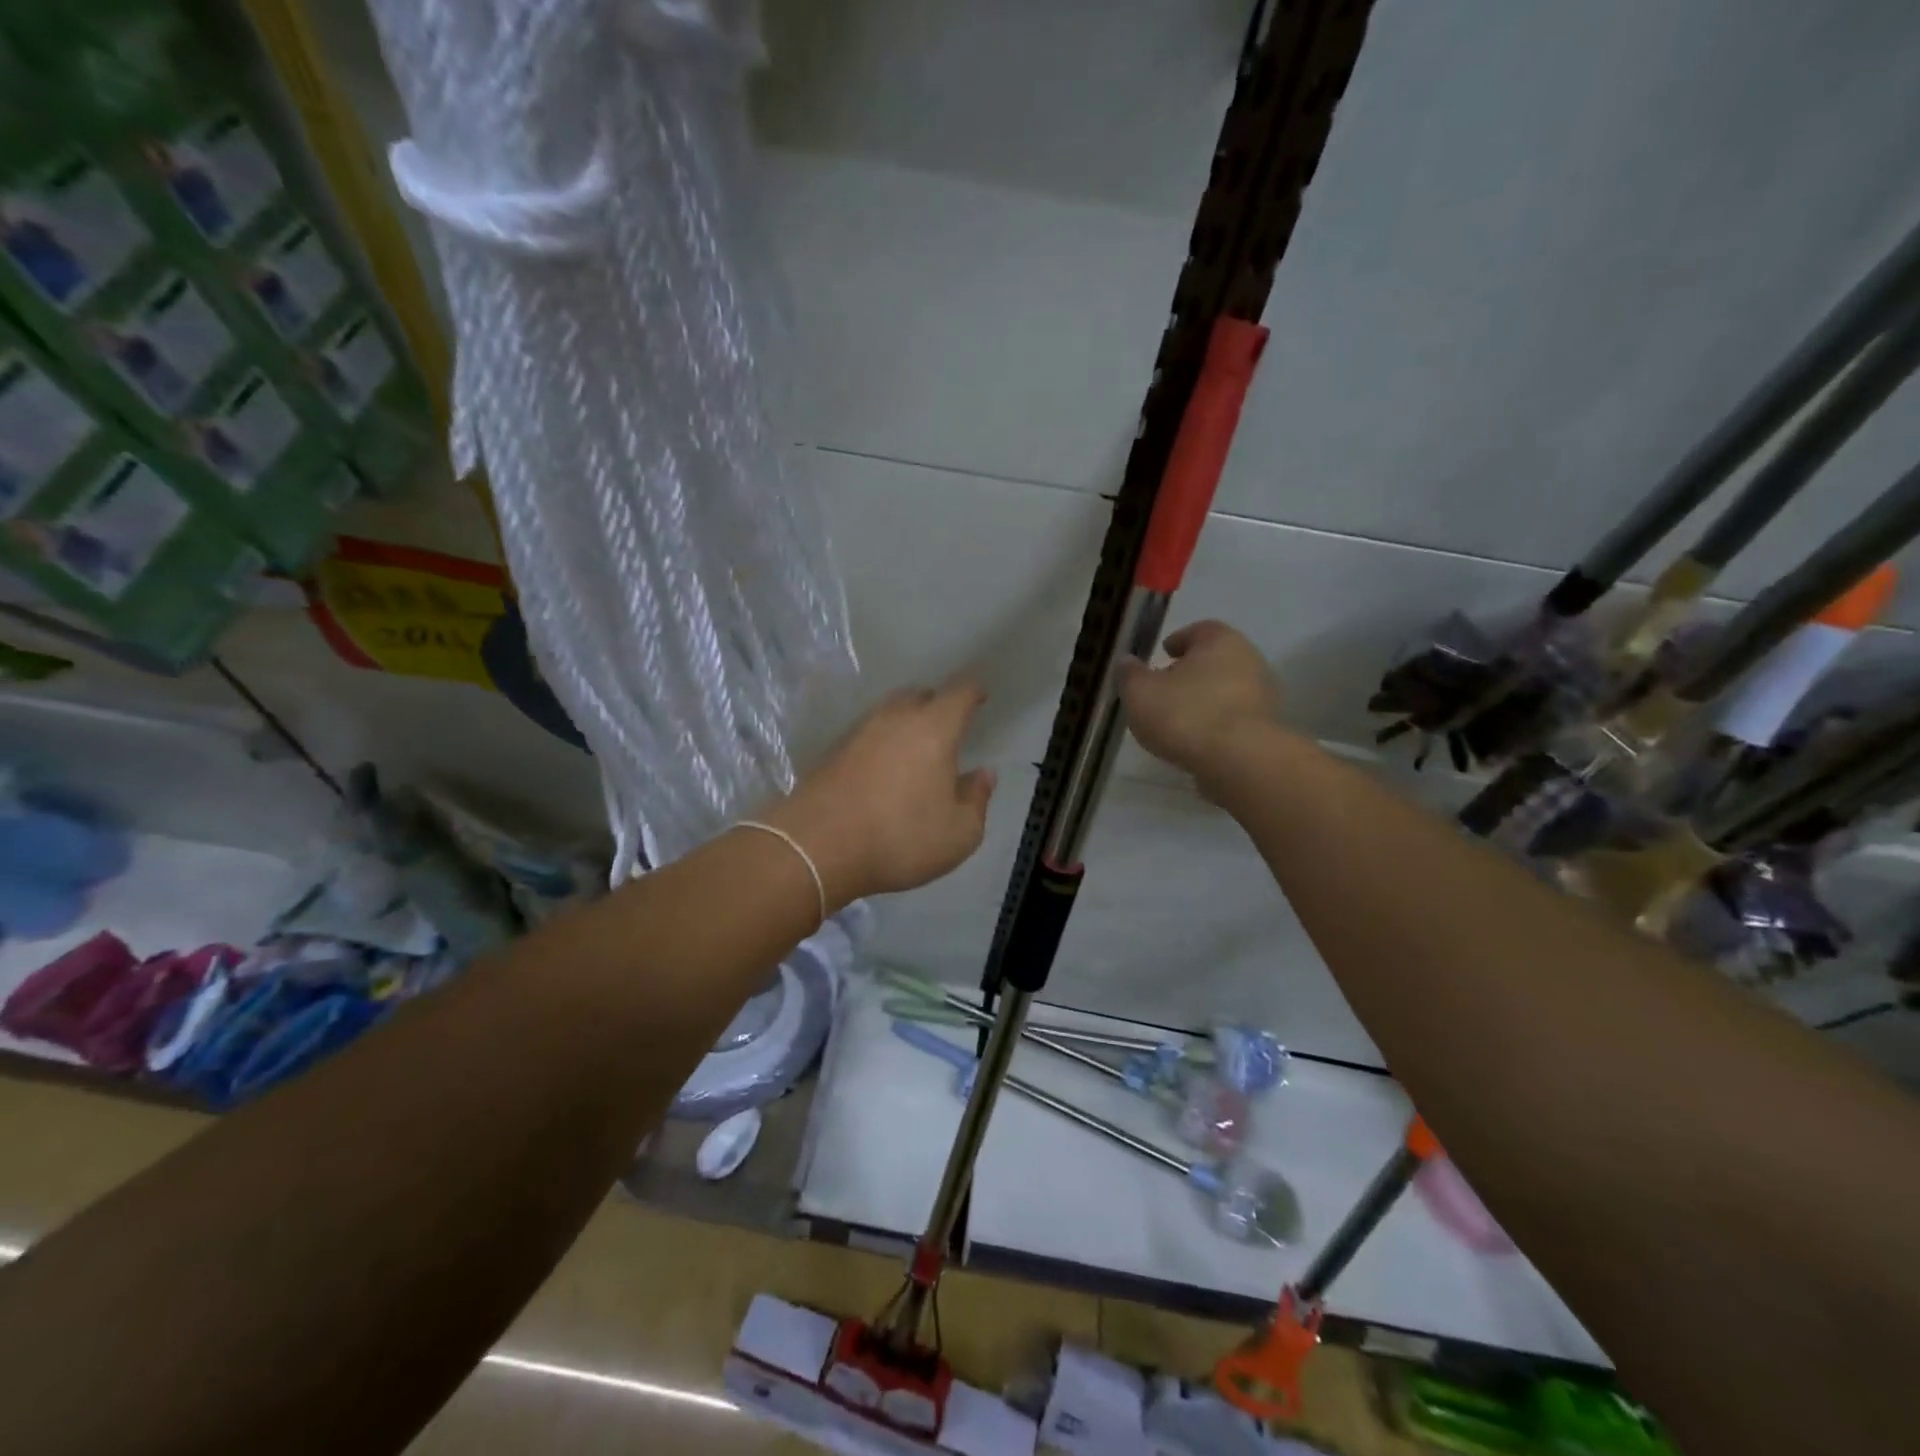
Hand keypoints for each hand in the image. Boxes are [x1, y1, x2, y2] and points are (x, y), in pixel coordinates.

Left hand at [767, 681, 995, 908]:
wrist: (816, 848)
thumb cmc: (900, 838)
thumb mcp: (959, 833)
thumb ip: (977, 799)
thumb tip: (984, 774)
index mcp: (934, 728)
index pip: (960, 692)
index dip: (973, 691)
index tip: (981, 696)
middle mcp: (895, 718)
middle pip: (920, 695)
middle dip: (937, 705)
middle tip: (948, 727)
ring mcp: (858, 731)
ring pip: (889, 713)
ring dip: (905, 724)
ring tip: (915, 750)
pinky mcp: (832, 751)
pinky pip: (866, 735)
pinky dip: (880, 744)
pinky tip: (883, 770)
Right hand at [1119, 620, 1281, 778]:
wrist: (1239, 761)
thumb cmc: (1185, 714)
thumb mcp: (1140, 693)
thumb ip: (1130, 674)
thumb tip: (1127, 662)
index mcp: (1220, 640)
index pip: (1199, 630)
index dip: (1178, 640)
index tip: (1163, 654)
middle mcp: (1249, 659)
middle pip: (1215, 660)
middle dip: (1191, 671)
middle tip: (1165, 687)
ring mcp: (1263, 695)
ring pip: (1226, 689)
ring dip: (1204, 699)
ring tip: (1177, 718)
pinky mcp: (1266, 728)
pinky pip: (1233, 718)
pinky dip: (1215, 723)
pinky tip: (1195, 739)